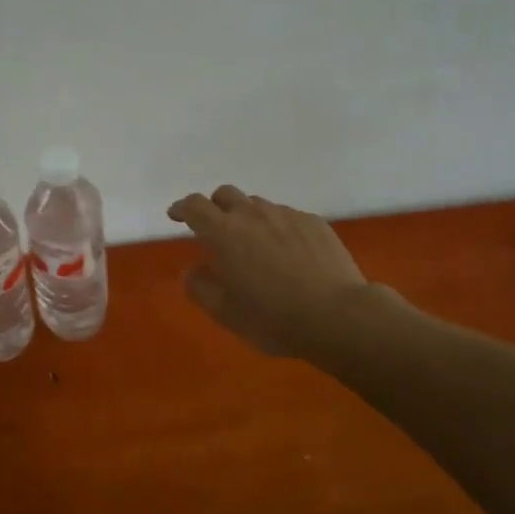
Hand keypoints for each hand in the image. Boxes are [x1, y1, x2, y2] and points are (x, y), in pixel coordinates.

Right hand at [167, 186, 377, 358]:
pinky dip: (278, 227)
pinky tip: (288, 253)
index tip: (176, 215)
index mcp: (225, 233)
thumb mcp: (226, 313)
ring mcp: (287, 215)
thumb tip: (192, 270)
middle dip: (215, 206)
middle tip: (215, 229)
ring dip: (248, 217)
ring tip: (255, 244)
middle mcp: (253, 215)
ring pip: (258, 205)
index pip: (195, 206)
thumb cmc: (274, 318)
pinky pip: (287, 216)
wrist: (338, 316)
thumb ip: (201, 288)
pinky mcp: (314, 222)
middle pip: (226, 195)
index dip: (182, 208)